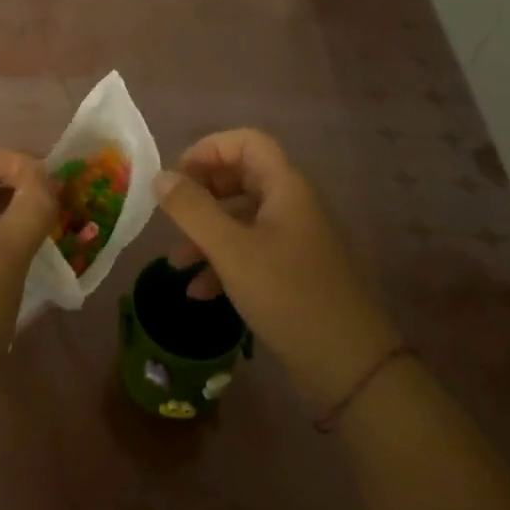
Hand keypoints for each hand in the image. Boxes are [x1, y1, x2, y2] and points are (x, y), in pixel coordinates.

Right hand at [156, 129, 400, 411]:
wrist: (350, 367)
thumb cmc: (288, 296)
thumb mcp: (231, 250)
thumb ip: (192, 210)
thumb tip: (160, 177)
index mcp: (286, 187)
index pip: (247, 142)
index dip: (209, 149)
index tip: (176, 176)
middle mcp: (292, 205)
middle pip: (241, 177)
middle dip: (202, 193)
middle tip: (170, 214)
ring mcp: (295, 240)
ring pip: (242, 219)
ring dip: (206, 233)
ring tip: (175, 262)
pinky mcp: (293, 273)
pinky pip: (251, 252)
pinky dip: (222, 263)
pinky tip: (199, 292)